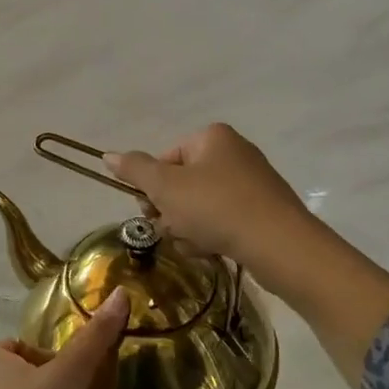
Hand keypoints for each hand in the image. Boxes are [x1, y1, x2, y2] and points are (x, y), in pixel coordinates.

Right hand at [111, 123, 388, 383]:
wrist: (282, 247)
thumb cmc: (217, 208)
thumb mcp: (166, 187)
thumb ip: (134, 170)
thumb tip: (107, 155)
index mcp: (212, 137)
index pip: (165, 160)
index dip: (154, 189)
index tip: (153, 212)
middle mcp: (234, 152)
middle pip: (182, 184)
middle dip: (172, 212)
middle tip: (175, 231)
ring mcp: (253, 183)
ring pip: (200, 207)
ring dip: (189, 229)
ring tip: (197, 245)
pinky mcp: (265, 211)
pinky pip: (224, 221)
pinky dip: (213, 237)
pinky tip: (214, 252)